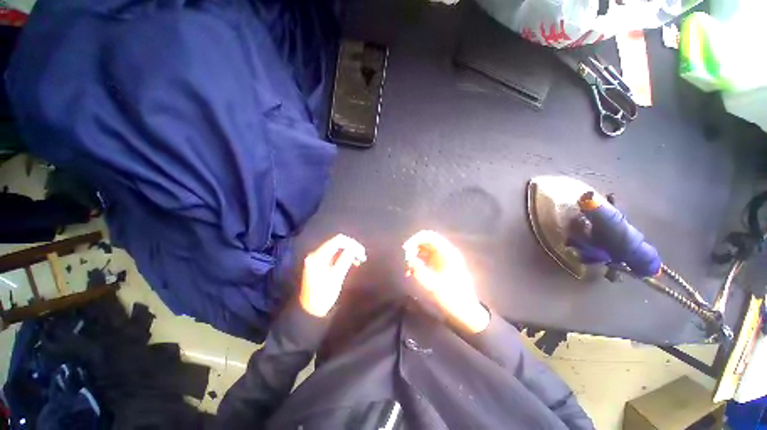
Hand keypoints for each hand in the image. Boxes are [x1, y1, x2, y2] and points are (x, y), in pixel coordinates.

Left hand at [300, 234, 366, 316]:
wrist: (310, 311)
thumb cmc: (323, 296)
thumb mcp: (336, 278)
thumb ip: (345, 260)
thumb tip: (354, 248)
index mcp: (318, 256)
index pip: (337, 241)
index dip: (352, 244)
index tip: (362, 252)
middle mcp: (316, 254)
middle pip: (337, 242)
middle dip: (351, 247)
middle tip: (362, 256)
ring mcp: (317, 258)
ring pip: (336, 248)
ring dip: (349, 251)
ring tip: (359, 259)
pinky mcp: (319, 263)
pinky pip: (334, 254)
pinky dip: (344, 256)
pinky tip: (352, 262)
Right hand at [403, 230, 489, 332]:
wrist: (464, 313)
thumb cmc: (451, 299)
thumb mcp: (433, 286)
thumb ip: (419, 270)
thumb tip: (408, 259)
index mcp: (448, 253)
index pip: (429, 236)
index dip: (415, 239)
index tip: (405, 249)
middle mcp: (445, 253)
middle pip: (425, 241)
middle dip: (413, 247)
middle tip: (405, 259)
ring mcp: (441, 260)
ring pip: (423, 250)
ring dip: (413, 255)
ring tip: (407, 269)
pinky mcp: (437, 267)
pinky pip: (424, 258)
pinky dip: (416, 262)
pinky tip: (410, 272)